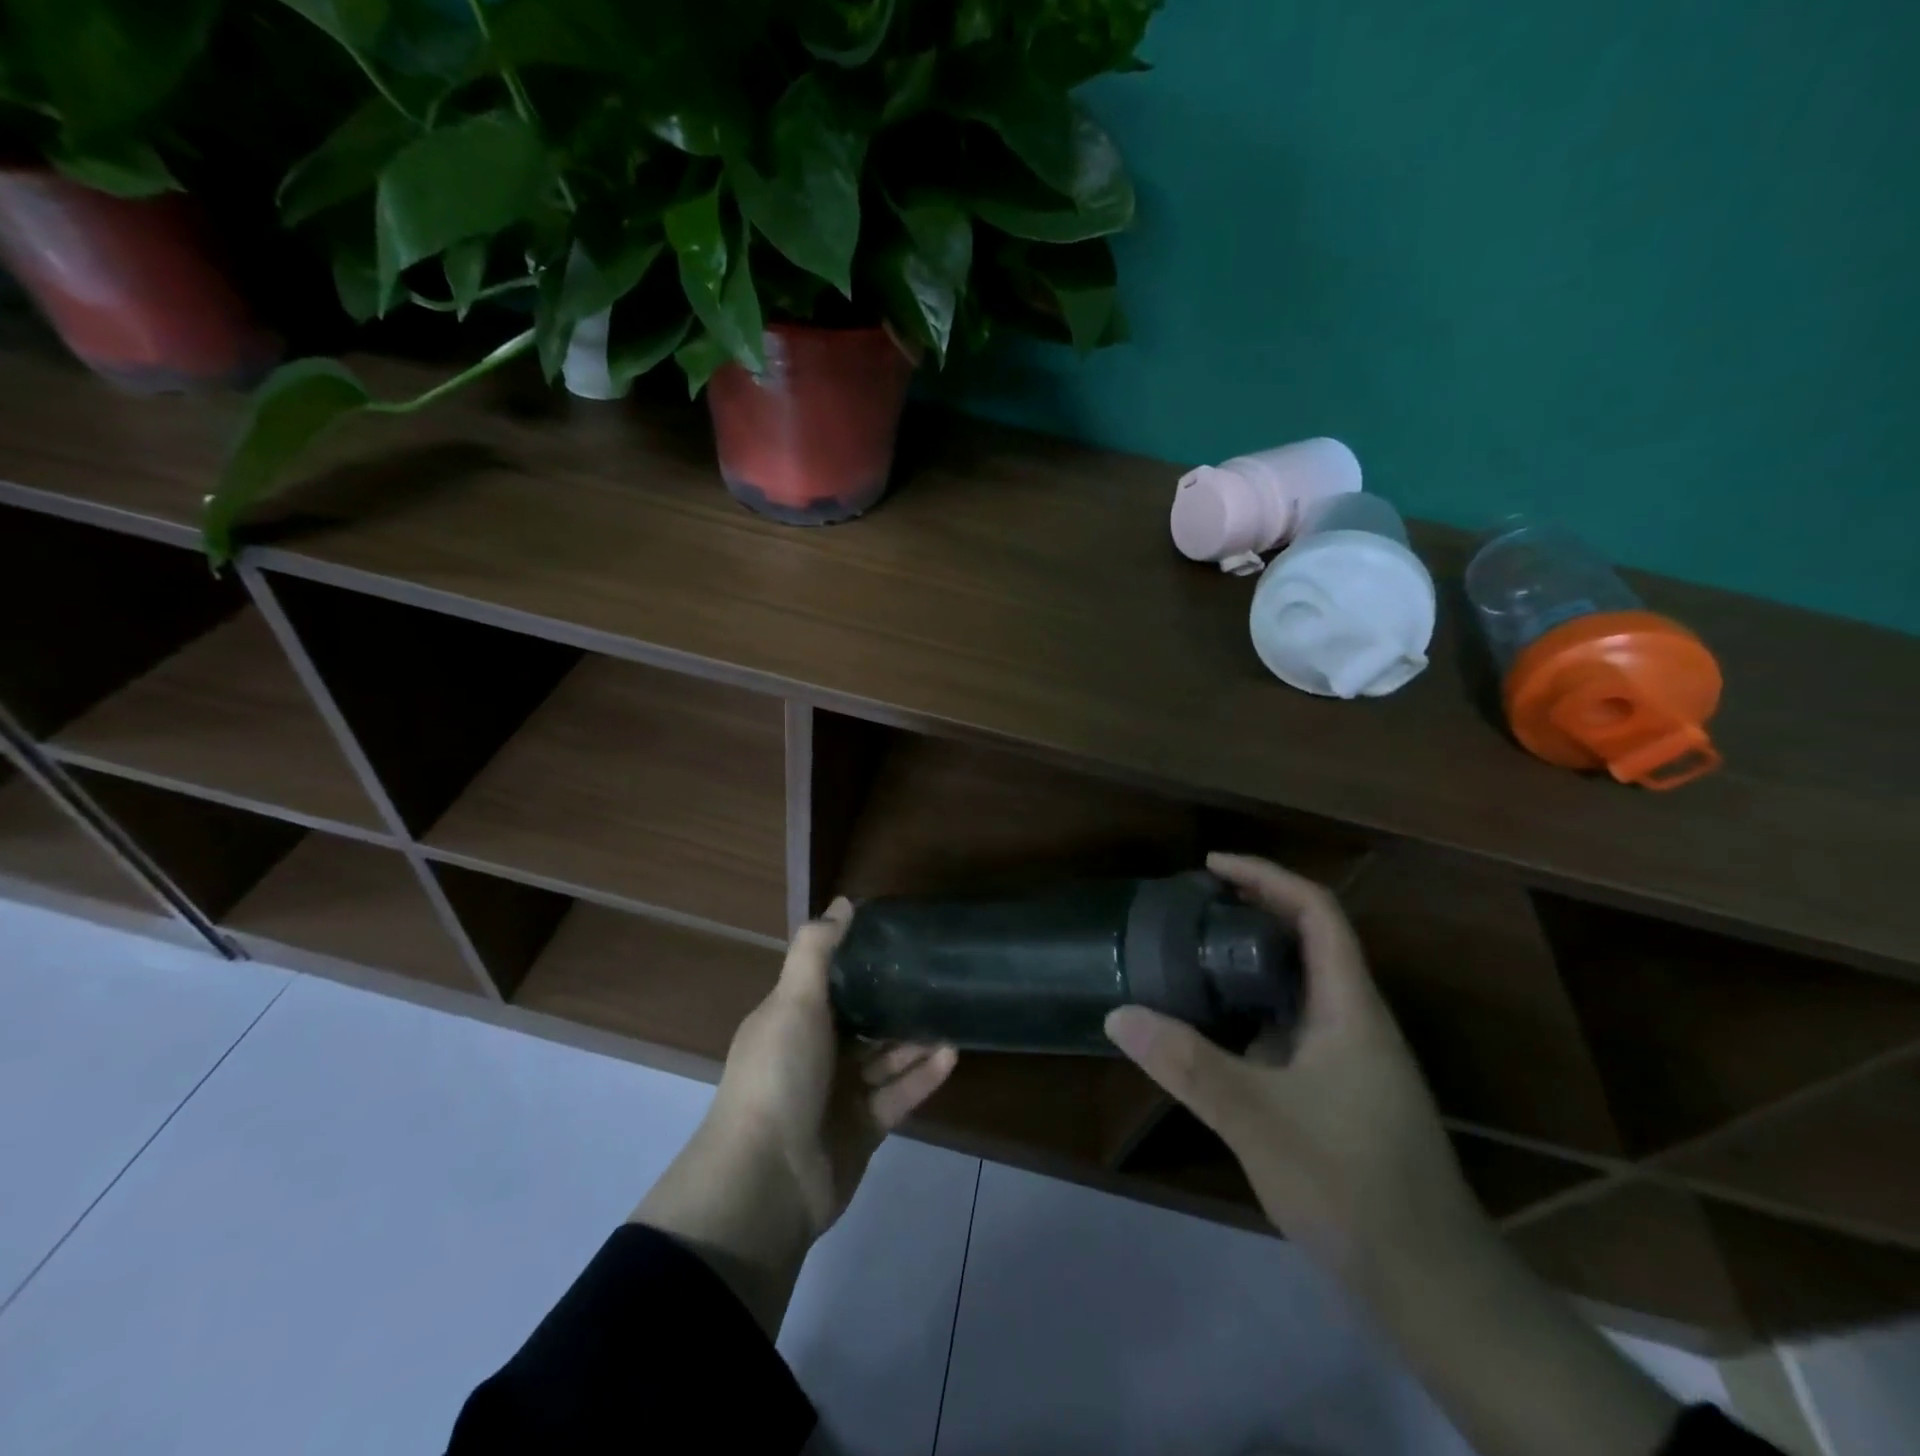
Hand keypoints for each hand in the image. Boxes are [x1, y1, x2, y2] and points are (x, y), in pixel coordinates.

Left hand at [633, 899, 956, 1333]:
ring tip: (952, 1012)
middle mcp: (813, 1054)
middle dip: (894, 1001)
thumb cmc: (778, 1076)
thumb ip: (817, 950)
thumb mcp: (793, 1001)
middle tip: (937, 975)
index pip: (829, 983)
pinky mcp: (862, 1129)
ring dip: (915, 1038)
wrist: (766, 1182)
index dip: (859, 962)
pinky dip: (922, 1076)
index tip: (898, 939)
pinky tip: (951, 1053)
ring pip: (884, 1058)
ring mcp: (838, 1095)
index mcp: (791, 1021)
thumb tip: (843, 902)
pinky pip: (898, 1095)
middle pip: (861, 1021)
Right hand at [1105, 853, 1482, 1282]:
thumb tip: (1119, 1015)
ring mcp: (1349, 1057)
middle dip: (1252, 910)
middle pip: (1307, 940)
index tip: (1212, 865)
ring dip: (1249, 961)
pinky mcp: (1338, 1089)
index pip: (1317, 912)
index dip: (1267, 876)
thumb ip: (1188, 1066)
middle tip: (1190, 907)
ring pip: (1297, 986)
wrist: (1430, 1283)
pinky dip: (1250, 1009)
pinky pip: (1289, 1026)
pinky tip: (1212, 1027)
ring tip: (1191, 954)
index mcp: (1349, 1007)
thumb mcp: (1259, 1120)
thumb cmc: (1353, 1185)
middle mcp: (1353, 1020)